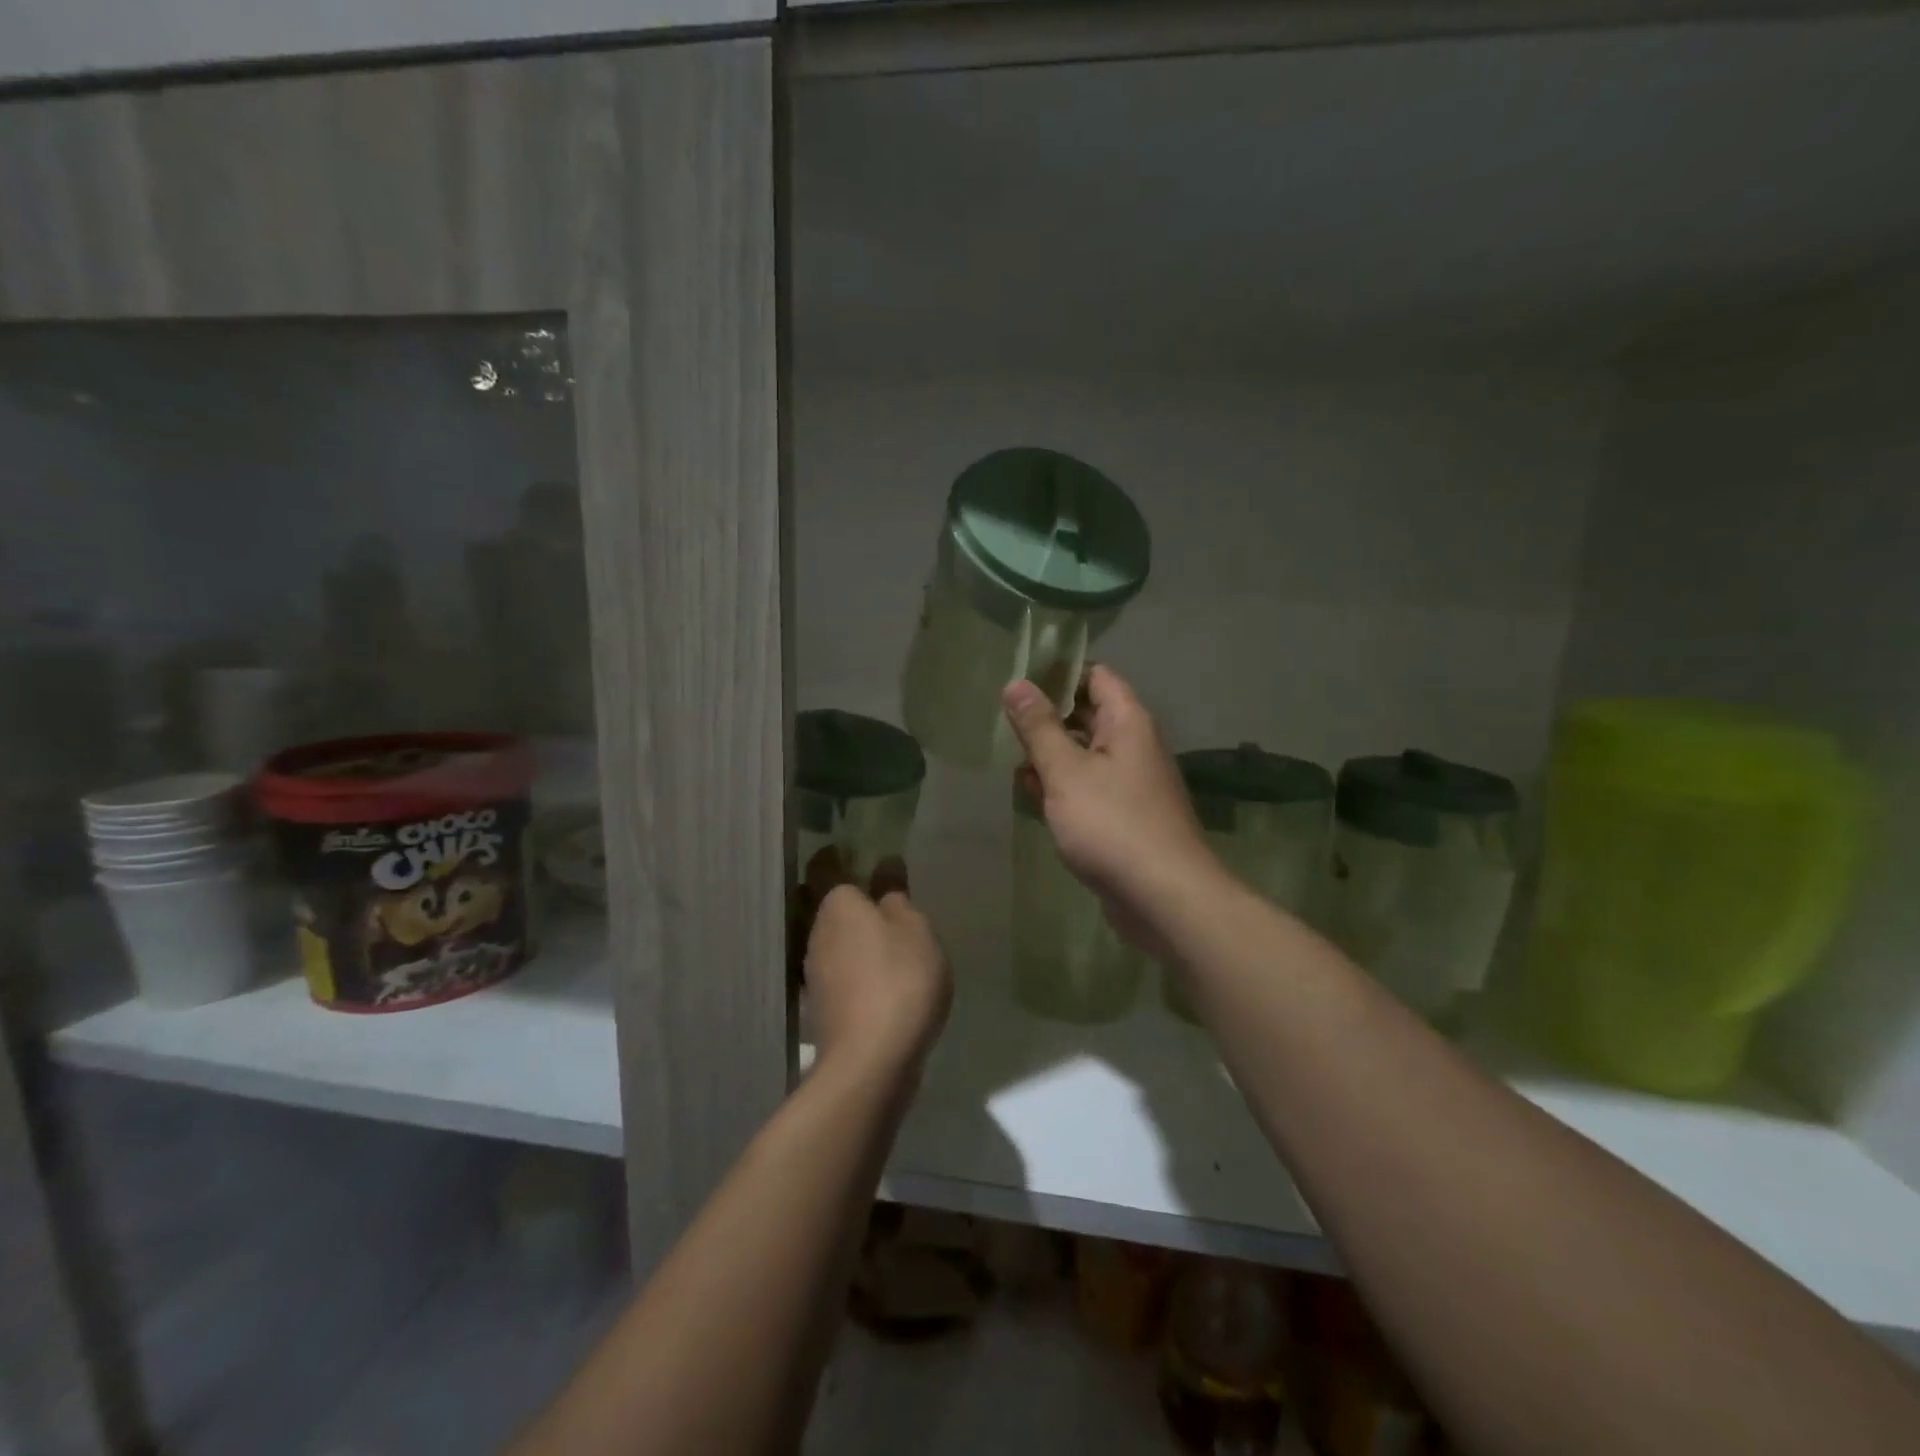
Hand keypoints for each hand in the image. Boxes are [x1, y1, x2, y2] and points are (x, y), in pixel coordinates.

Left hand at [802, 852, 951, 1080]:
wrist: (871, 1062)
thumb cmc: (899, 979)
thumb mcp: (914, 929)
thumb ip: (897, 895)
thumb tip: (885, 863)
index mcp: (837, 903)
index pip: (826, 866)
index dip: (838, 857)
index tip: (857, 853)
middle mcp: (817, 932)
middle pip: (828, 905)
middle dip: (849, 900)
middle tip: (882, 897)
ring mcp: (814, 972)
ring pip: (832, 940)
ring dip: (853, 937)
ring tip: (887, 940)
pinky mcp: (823, 1006)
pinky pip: (839, 972)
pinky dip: (855, 968)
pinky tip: (880, 979)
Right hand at [1002, 665, 1220, 952]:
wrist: (1164, 897)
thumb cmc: (1112, 824)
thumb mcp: (1066, 772)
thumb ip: (1039, 728)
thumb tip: (1016, 684)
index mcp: (1128, 722)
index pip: (1096, 676)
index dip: (1059, 673)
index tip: (1018, 679)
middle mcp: (1133, 745)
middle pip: (1088, 714)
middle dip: (1047, 717)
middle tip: (1002, 719)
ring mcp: (1130, 782)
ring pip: (1085, 753)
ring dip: (1050, 755)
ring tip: (1008, 756)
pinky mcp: (1124, 815)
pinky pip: (1088, 787)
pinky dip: (1061, 786)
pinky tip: (1030, 794)